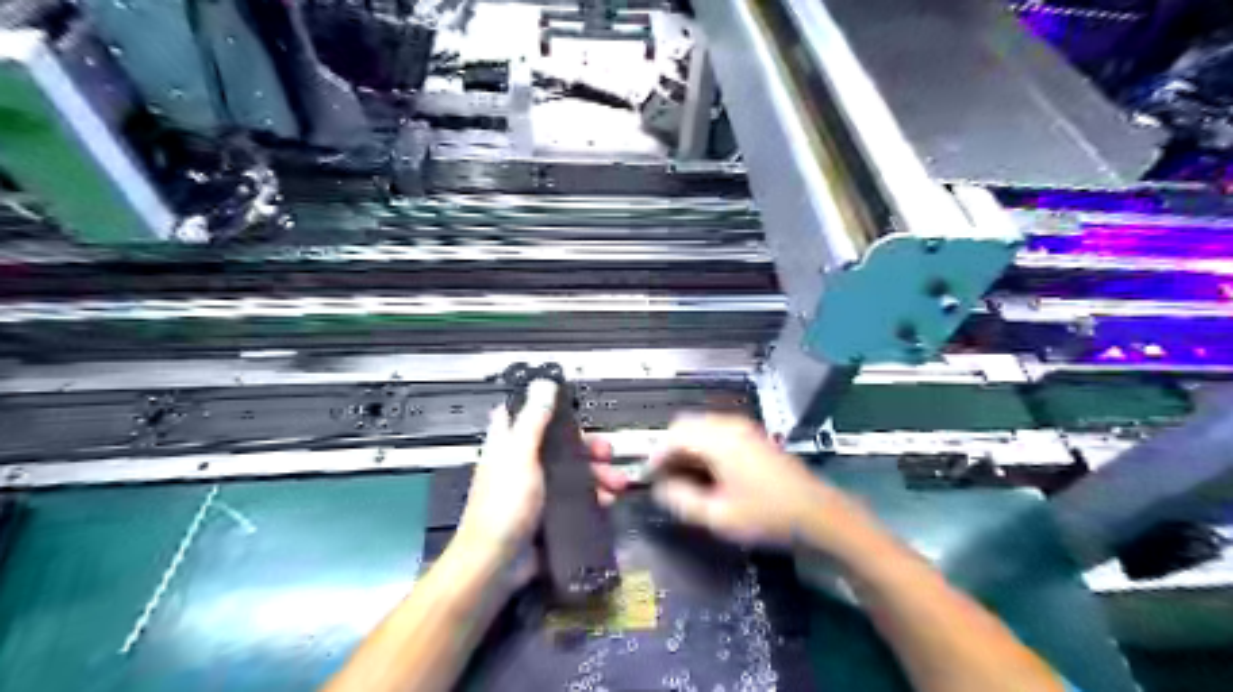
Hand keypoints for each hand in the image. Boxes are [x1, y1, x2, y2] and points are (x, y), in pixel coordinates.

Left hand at [456, 378, 621, 560]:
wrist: (497, 565)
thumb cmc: (505, 504)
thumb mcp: (521, 456)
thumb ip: (533, 420)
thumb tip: (544, 383)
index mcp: (508, 445)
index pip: (522, 415)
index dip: (545, 407)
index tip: (571, 406)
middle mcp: (522, 464)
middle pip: (559, 445)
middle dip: (587, 447)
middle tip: (608, 453)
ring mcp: (536, 491)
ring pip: (571, 472)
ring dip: (597, 474)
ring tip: (617, 483)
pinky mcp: (549, 514)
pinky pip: (575, 499)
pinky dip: (593, 498)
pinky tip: (608, 503)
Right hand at [646, 412, 864, 549]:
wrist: (819, 514)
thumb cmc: (767, 515)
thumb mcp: (718, 516)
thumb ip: (682, 500)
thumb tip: (661, 488)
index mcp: (719, 439)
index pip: (674, 436)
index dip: (656, 456)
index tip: (647, 477)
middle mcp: (730, 426)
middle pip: (686, 426)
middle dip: (670, 449)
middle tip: (663, 478)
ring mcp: (744, 429)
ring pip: (702, 429)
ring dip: (686, 448)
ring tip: (681, 478)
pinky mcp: (754, 437)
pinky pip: (718, 434)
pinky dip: (703, 448)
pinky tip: (706, 473)